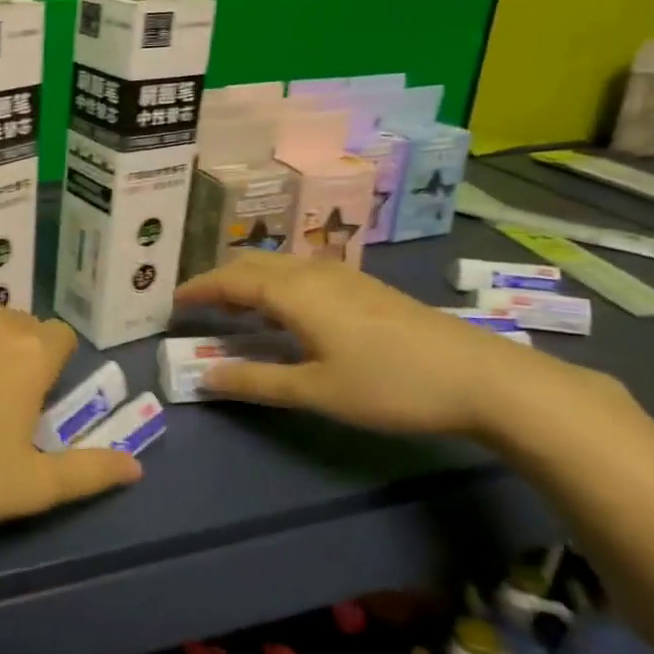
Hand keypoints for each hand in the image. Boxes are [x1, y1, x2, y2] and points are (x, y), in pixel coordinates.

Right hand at [173, 253, 600, 437]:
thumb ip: (256, 381)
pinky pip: (302, 272)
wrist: (482, 377)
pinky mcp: (364, 286)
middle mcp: (313, 272)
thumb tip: (205, 376)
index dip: (198, 289)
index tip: (172, 303)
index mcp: (294, 292)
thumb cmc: (389, 384)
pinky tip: (286, 311)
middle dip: (219, 280)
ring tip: (235, 308)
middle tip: (198, 306)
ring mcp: (343, 275)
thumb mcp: (316, 391)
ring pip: (279, 264)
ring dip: (248, 280)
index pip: (230, 279)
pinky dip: (275, 283)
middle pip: (252, 263)